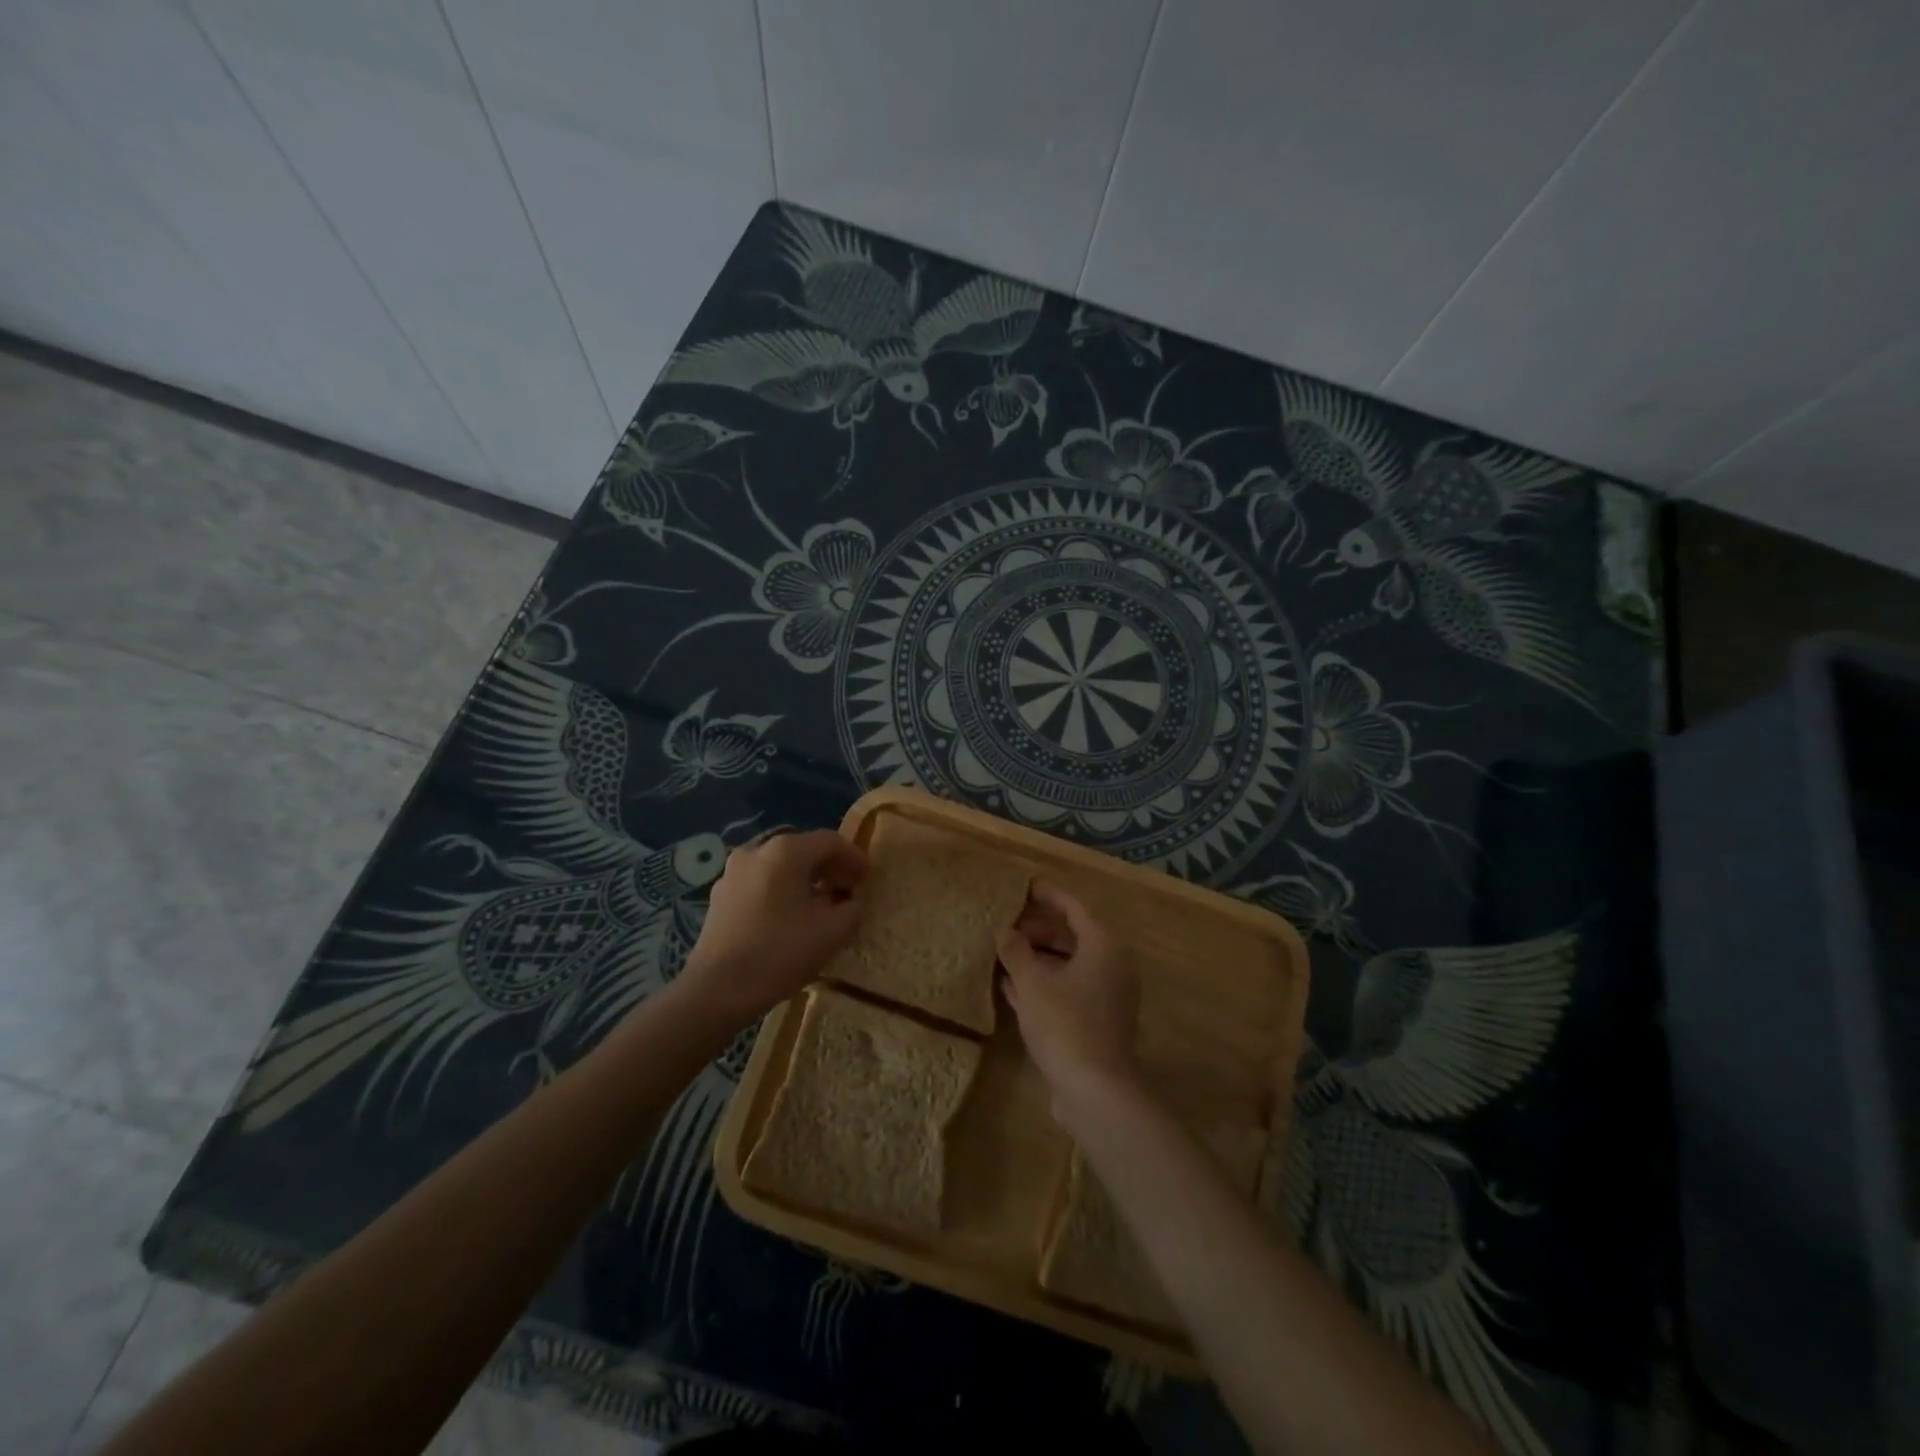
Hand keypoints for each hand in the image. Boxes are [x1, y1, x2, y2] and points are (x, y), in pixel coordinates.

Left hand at [682, 829, 867, 1022]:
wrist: (717, 989)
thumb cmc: (779, 953)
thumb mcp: (831, 932)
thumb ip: (851, 909)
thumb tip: (852, 901)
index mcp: (786, 851)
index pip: (830, 841)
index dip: (854, 856)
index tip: (868, 877)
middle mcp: (757, 850)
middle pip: (803, 848)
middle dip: (829, 866)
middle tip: (848, 887)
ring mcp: (733, 871)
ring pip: (779, 864)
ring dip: (804, 877)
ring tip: (821, 901)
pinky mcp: (720, 895)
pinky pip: (761, 880)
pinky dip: (781, 888)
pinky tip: (790, 914)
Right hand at [997, 881, 1142, 1128]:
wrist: (1095, 1091)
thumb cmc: (1065, 1023)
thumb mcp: (1032, 982)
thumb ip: (1016, 951)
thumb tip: (1005, 932)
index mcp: (1103, 945)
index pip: (1075, 907)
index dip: (1049, 895)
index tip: (1025, 885)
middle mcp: (1111, 966)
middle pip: (1073, 936)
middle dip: (1039, 929)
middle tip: (1007, 923)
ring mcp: (1106, 996)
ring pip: (1068, 966)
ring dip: (1038, 959)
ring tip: (1003, 952)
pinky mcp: (1096, 1023)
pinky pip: (1067, 990)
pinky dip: (1043, 984)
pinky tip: (1010, 987)